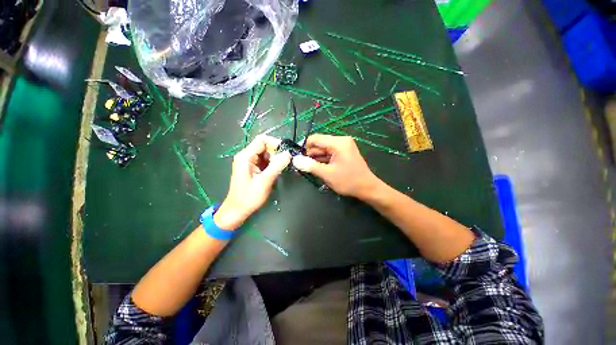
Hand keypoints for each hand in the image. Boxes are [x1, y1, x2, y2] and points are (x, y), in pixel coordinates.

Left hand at [214, 135, 290, 229]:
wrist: (237, 210)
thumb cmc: (249, 197)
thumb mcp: (265, 181)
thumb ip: (277, 166)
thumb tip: (288, 154)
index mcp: (245, 156)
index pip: (262, 140)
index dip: (275, 143)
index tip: (286, 152)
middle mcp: (246, 156)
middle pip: (264, 146)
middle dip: (276, 153)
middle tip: (284, 164)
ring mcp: (248, 162)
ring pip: (265, 154)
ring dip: (274, 159)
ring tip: (280, 169)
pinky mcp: (252, 168)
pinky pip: (264, 161)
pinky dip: (271, 164)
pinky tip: (275, 172)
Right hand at [292, 134, 380, 198]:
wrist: (367, 188)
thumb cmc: (349, 181)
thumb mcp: (327, 174)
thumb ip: (310, 166)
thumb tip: (295, 160)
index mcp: (338, 142)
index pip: (315, 139)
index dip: (304, 147)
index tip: (297, 159)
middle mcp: (341, 141)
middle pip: (319, 144)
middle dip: (310, 155)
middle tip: (302, 167)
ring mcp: (343, 146)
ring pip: (323, 149)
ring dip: (315, 159)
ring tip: (308, 169)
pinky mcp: (343, 152)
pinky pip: (329, 153)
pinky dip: (322, 160)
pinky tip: (317, 168)